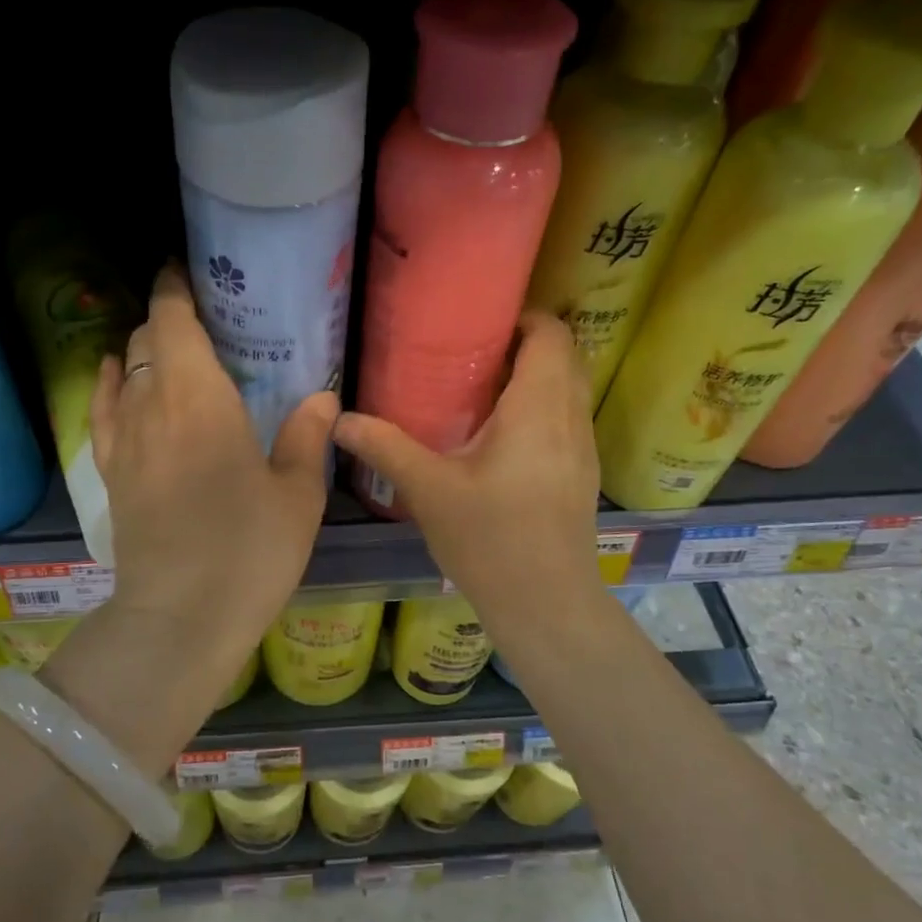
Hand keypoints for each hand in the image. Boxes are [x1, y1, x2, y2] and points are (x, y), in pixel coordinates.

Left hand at [90, 265, 337, 666]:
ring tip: (169, 347)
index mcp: (200, 399)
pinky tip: (114, 375)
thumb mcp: (298, 495)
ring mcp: (123, 440)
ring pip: (123, 371)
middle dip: (166, 318)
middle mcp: (152, 405)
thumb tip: (322, 396)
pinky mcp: (110, 473)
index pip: (173, 321)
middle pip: (145, 341)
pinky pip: (101, 411)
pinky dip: (107, 384)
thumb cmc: (249, 552)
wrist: (180, 618)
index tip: (185, 270)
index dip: (174, 288)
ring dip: (142, 350)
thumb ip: (307, 437)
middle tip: (201, 316)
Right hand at [334, 311, 601, 635]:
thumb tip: (339, 419)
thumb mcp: (429, 490)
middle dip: (526, 344)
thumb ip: (384, 447)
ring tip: (483, 388)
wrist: (547, 604)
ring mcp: (583, 448)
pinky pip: (568, 419)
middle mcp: (570, 418)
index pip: (550, 335)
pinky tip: (501, 436)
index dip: (522, 318)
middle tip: (474, 352)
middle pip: (565, 356)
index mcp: (538, 408)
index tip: (481, 323)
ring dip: (536, 376)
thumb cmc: (490, 540)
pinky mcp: (581, 474)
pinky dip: (542, 407)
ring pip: (570, 389)